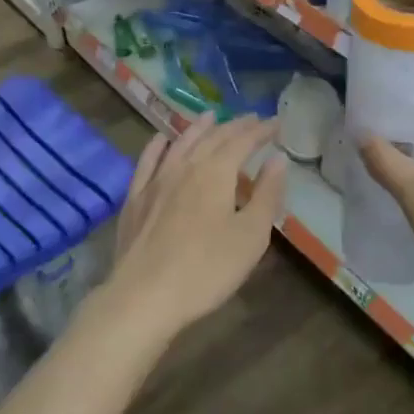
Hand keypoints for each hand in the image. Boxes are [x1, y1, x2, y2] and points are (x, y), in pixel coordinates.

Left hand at [101, 113, 287, 343]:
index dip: (261, 130)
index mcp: (217, 172)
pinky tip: (161, 140)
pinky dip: (157, 146)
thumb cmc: (207, 268)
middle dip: (235, 126)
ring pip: (180, 143)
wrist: (144, 297)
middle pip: (213, 138)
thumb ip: (267, 194)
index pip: (243, 141)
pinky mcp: (135, 199)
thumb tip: (278, 159)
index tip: (276, 122)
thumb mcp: (251, 235)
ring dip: (199, 128)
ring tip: (210, 116)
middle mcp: (185, 166)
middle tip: (250, 119)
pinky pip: (147, 162)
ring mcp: (156, 181)